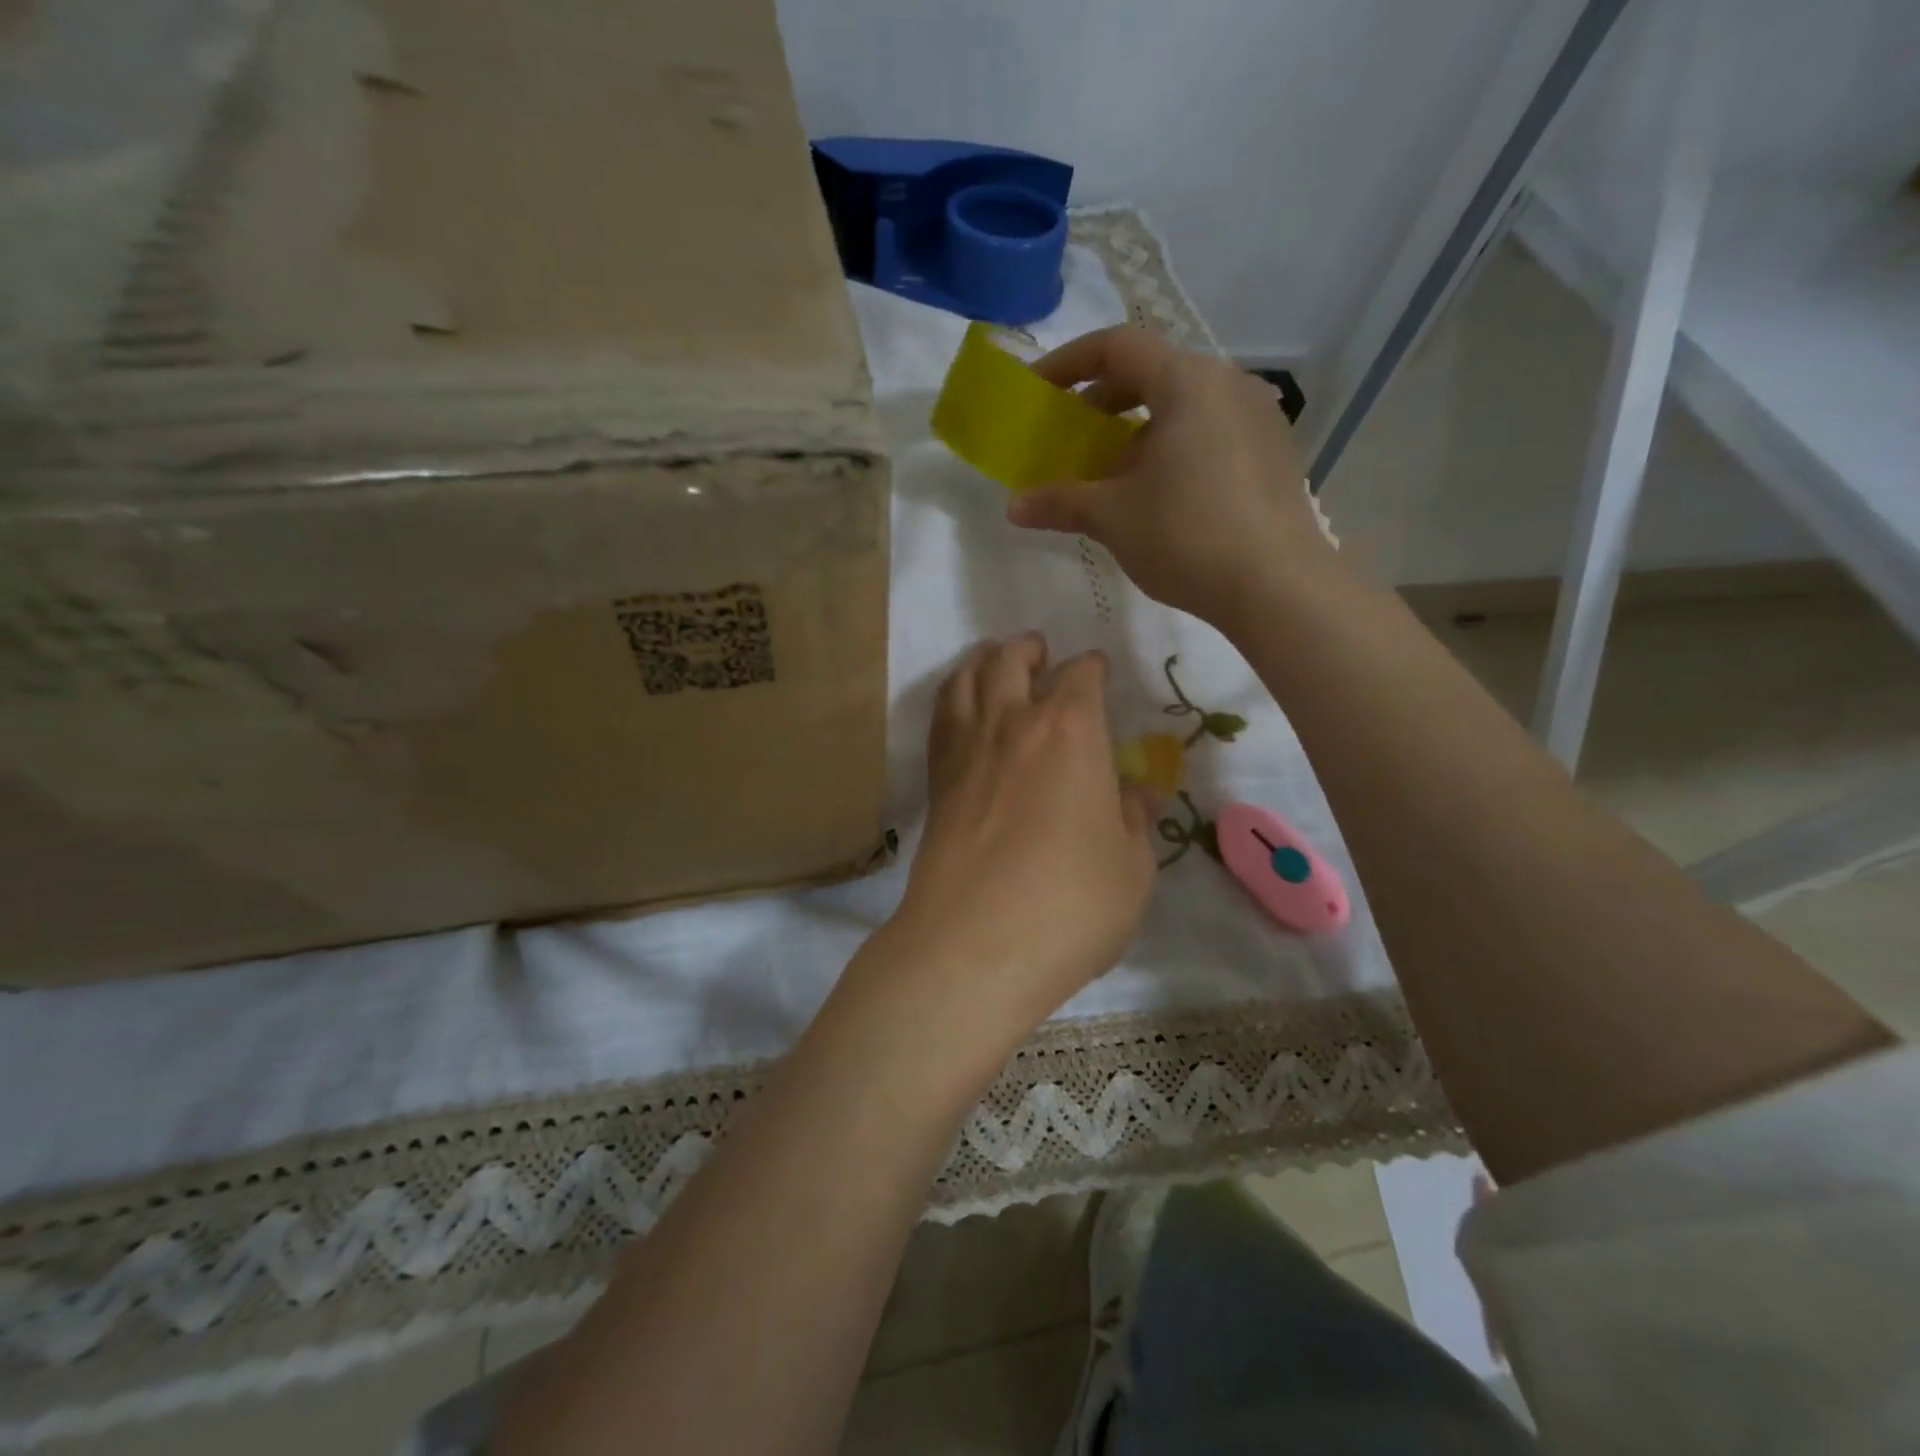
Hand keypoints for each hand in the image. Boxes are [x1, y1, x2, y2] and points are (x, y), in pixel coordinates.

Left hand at [887, 634, 1156, 1042]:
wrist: (973, 945)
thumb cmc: (1070, 906)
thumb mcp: (1131, 869)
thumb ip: (1134, 822)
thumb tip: (1136, 794)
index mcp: (1071, 733)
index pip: (1081, 677)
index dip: (1091, 668)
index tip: (1097, 670)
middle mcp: (1013, 725)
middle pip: (1012, 661)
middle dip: (1029, 649)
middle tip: (1040, 651)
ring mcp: (966, 750)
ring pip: (966, 679)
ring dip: (983, 660)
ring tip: (993, 660)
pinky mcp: (936, 781)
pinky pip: (941, 718)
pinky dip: (952, 696)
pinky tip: (961, 708)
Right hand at [1007, 326, 1335, 626]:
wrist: (1277, 586)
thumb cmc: (1187, 536)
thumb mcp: (1113, 517)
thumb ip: (1061, 502)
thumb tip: (1014, 508)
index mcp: (1187, 382)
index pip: (1117, 346)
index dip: (1068, 363)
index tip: (1038, 391)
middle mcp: (1228, 384)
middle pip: (1153, 372)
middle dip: (1103, 400)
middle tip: (1072, 434)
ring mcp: (1258, 417)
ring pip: (1184, 404)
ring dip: (1139, 428)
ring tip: (1113, 472)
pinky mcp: (1274, 452)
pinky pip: (1211, 430)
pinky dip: (1175, 446)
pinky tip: (1160, 492)